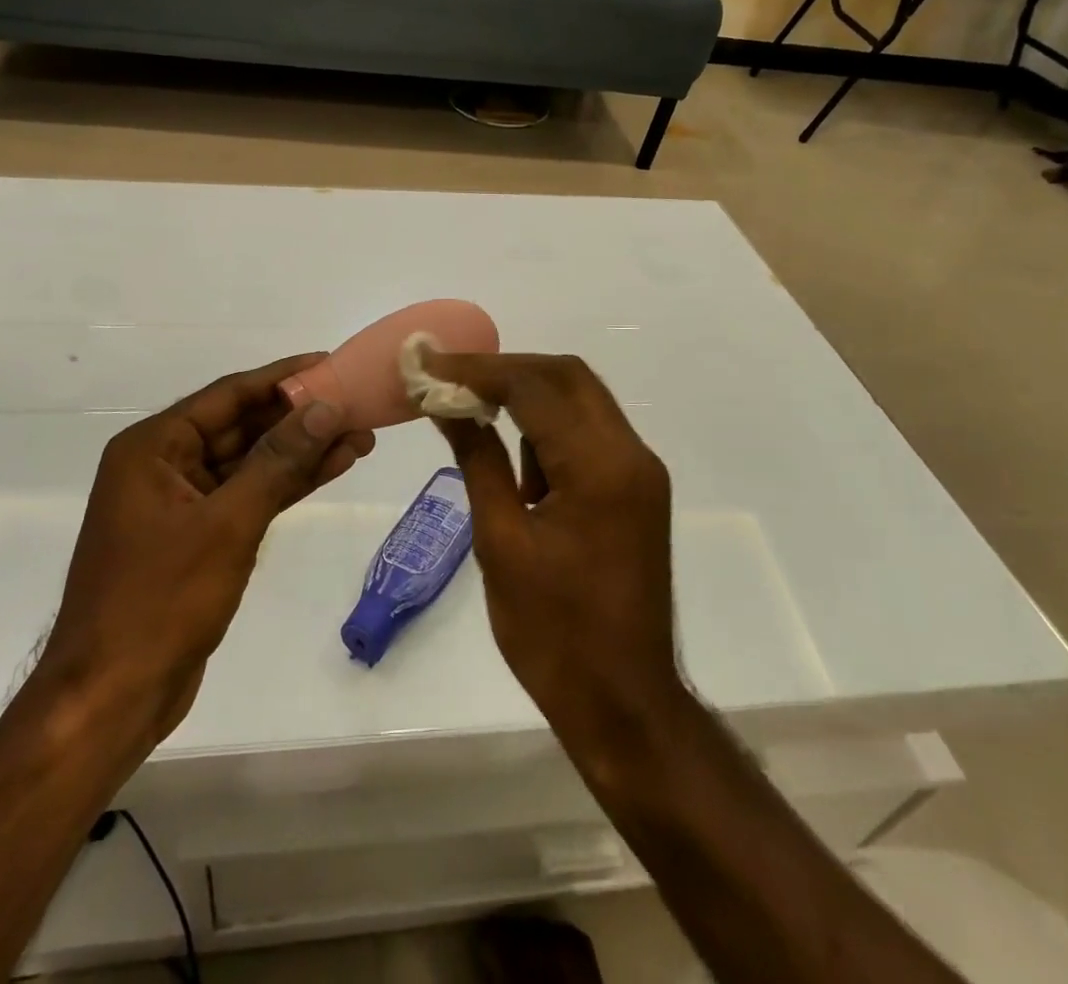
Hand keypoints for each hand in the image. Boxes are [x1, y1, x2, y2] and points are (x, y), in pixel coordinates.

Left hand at [44, 354, 373, 734]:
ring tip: (360, 434)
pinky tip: (332, 468)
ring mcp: (182, 503)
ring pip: (251, 463)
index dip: (282, 377)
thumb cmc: (160, 600)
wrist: (113, 697)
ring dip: (302, 451)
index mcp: (153, 447)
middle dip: (300, 417)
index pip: (228, 394)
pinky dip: (288, 484)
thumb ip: (278, 461)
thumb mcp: (227, 523)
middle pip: (242, 426)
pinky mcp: (200, 537)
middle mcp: (165, 465)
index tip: (330, 362)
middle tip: (356, 402)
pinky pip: (250, 496)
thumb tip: (325, 407)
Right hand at [423, 353, 680, 739]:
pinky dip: (547, 427)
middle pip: (566, 377)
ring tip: (470, 405)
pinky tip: (511, 452)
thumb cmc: (553, 633)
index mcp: (600, 466)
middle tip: (449, 378)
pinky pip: (588, 434)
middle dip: (505, 370)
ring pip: (580, 400)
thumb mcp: (501, 542)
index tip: (427, 363)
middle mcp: (630, 454)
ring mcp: (639, 471)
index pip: (534, 387)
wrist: (625, 703)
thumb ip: (477, 460)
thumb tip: (445, 404)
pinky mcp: (636, 489)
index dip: (476, 369)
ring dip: (527, 394)